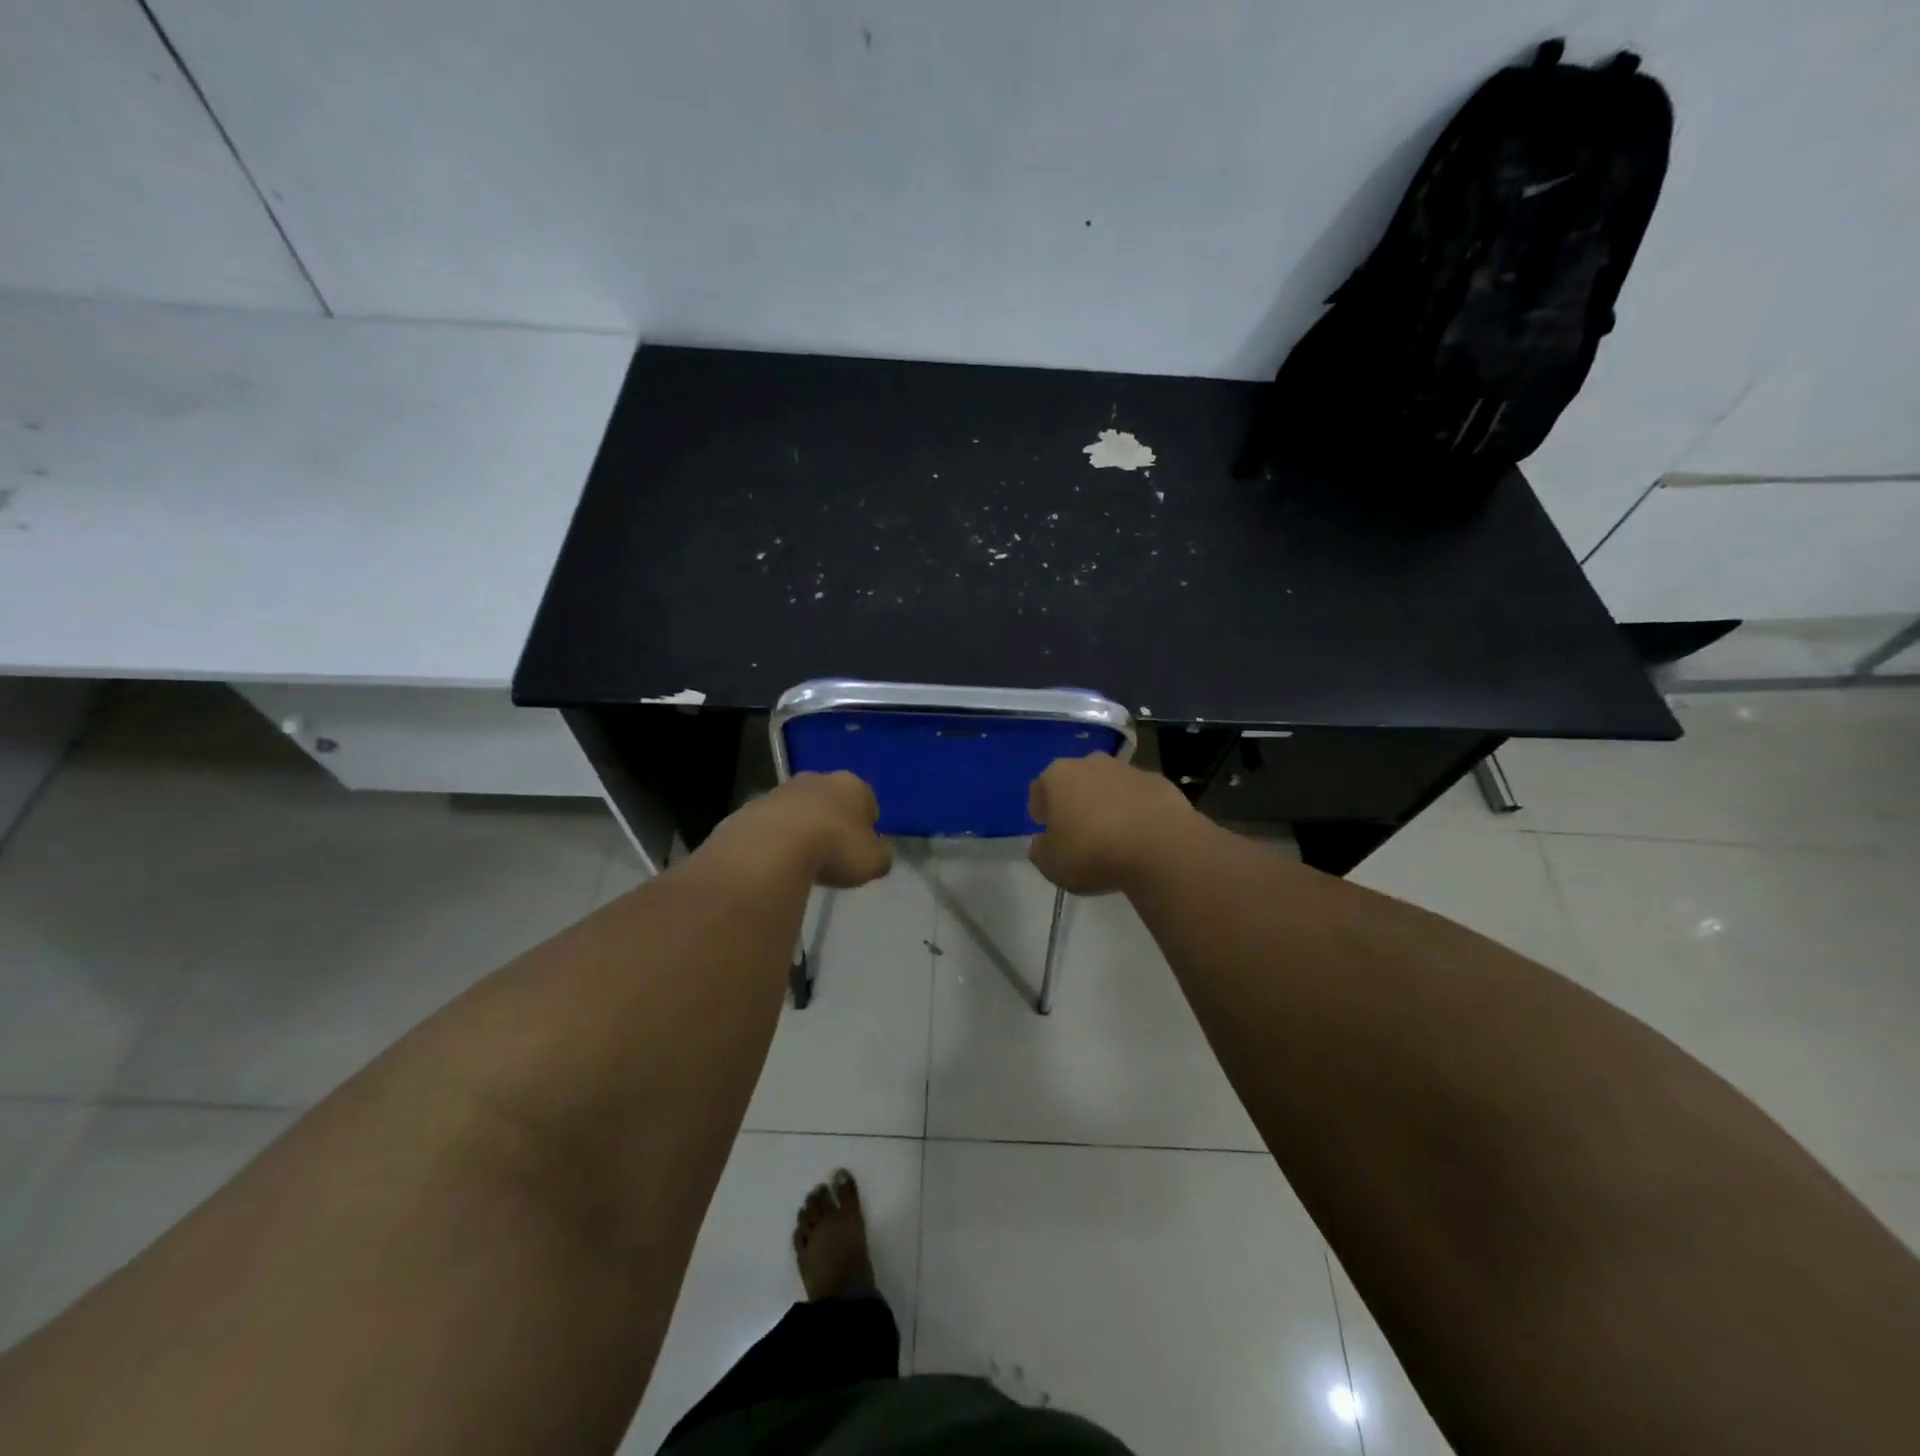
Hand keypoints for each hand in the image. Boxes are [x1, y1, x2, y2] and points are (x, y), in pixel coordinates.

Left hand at [716, 771, 893, 888]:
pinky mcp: (752, 806)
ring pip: (799, 808)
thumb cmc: (834, 849)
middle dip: (833, 820)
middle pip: (831, 799)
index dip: (867, 824)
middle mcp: (817, 779)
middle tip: (833, 852)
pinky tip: (775, 860)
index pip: (868, 800)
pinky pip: (772, 823)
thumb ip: (882, 854)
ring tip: (802, 859)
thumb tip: (880, 850)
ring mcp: (782, 790)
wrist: (771, 847)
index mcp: (852, 785)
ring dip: (802, 827)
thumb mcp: (874, 861)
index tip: (861, 847)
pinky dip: (775, 838)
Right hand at [1027, 754, 1195, 895]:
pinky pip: (1139, 797)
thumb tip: (1043, 842)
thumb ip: (1040, 850)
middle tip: (1078, 831)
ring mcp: (1129, 770)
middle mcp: (1091, 763)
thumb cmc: (1093, 853)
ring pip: (1109, 785)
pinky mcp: (1160, 782)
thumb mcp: (1050, 864)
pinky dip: (1136, 811)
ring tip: (1113, 836)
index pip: (1039, 789)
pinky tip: (1140, 836)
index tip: (1046, 830)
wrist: (1160, 848)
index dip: (1041, 811)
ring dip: (1107, 804)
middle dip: (1075, 802)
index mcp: (1058, 776)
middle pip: (1076, 781)